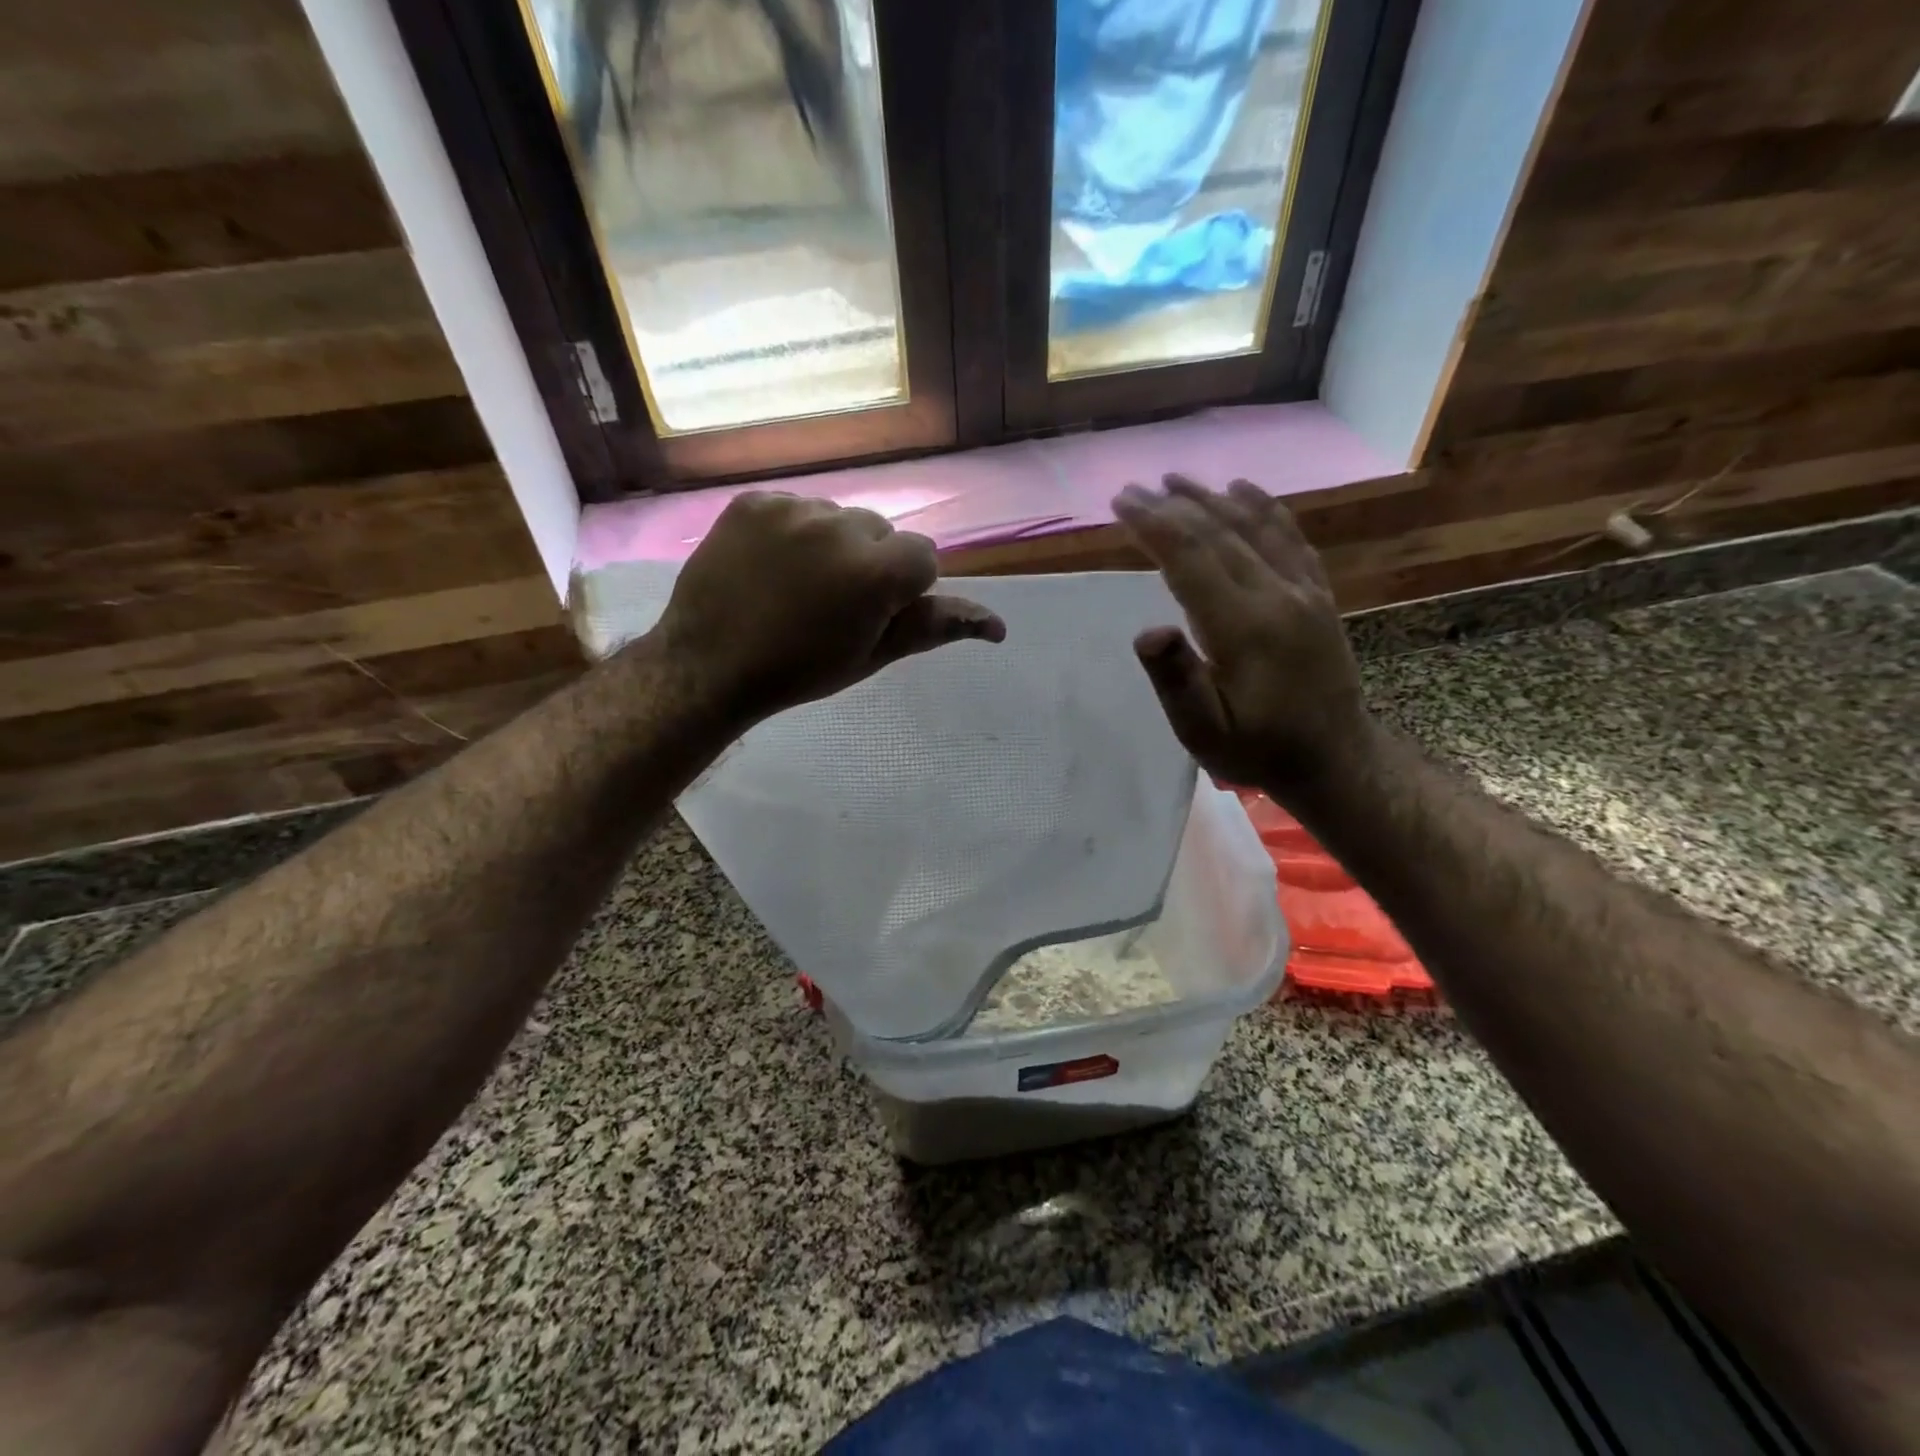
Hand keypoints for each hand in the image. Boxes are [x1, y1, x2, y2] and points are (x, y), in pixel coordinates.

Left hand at [653, 491, 1005, 726]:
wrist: (710, 665)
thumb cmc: (801, 671)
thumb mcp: (873, 655)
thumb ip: (934, 627)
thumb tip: (997, 626)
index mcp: (878, 571)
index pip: (923, 557)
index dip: (904, 588)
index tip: (873, 614)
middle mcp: (841, 526)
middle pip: (881, 531)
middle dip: (870, 562)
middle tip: (834, 603)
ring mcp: (793, 508)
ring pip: (838, 517)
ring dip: (831, 545)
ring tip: (797, 585)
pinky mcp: (754, 500)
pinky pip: (794, 508)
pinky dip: (791, 532)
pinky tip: (769, 567)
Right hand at [1113, 476, 1372, 795]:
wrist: (1336, 758)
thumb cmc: (1257, 749)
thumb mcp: (1205, 733)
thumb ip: (1177, 682)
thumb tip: (1148, 631)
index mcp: (1244, 628)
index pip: (1191, 559)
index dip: (1153, 526)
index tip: (1121, 502)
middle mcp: (1277, 596)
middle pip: (1218, 534)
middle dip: (1172, 507)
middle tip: (1134, 489)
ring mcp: (1304, 591)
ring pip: (1254, 527)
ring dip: (1211, 499)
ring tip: (1175, 480)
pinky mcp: (1318, 594)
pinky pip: (1289, 538)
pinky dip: (1263, 508)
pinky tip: (1243, 490)